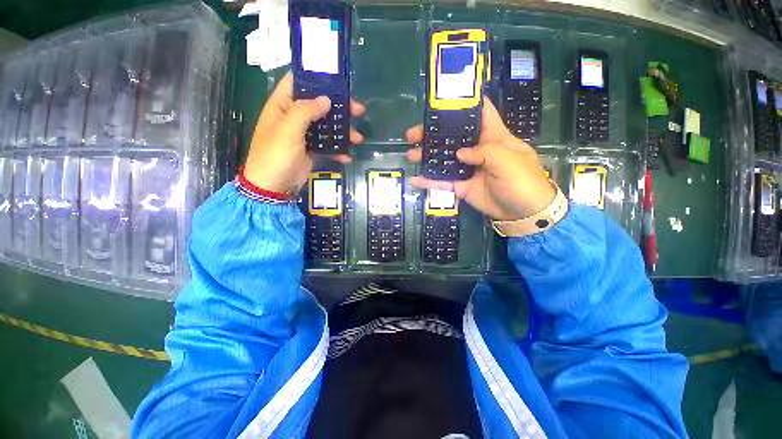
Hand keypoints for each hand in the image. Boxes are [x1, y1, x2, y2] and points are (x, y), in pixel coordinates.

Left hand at [244, 71, 364, 193]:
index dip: (316, 77)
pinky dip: (338, 150)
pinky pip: (327, 146)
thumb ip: (306, 111)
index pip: (298, 81)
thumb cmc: (276, 154)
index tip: (338, 79)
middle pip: (319, 104)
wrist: (273, 186)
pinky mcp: (311, 150)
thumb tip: (326, 100)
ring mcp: (304, 134)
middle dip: (340, 107)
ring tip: (359, 138)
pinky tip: (347, 157)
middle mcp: (294, 116)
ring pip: (327, 126)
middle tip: (358, 110)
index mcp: (283, 104)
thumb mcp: (289, 129)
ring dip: (343, 131)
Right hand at [406, 98, 554, 220]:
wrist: (522, 213)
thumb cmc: (523, 182)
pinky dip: (429, 181)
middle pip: (452, 137)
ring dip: (427, 156)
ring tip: (411, 154)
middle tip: (413, 134)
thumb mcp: (509, 161)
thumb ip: (484, 153)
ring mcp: (467, 169)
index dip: (464, 103)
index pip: (480, 113)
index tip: (442, 100)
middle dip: (433, 133)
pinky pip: (443, 182)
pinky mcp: (461, 186)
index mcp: (493, 137)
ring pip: (444, 159)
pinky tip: (415, 180)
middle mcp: (477, 150)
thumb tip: (459, 154)